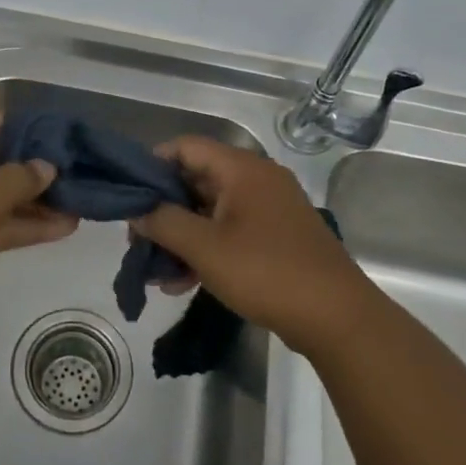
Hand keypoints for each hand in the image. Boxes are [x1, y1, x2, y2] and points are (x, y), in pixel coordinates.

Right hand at [130, 137, 375, 356]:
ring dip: (181, 236)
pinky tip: (182, 283)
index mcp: (241, 169)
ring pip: (210, 210)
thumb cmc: (266, 272)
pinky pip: (229, 231)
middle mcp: (256, 179)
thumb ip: (164, 223)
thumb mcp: (205, 248)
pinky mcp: (275, 237)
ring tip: (155, 271)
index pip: (186, 147)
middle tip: (137, 240)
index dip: (153, 164)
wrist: (337, 317)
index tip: (128, 195)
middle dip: (163, 210)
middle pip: (196, 179)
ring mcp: (268, 209)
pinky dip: (205, 249)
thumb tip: (136, 210)